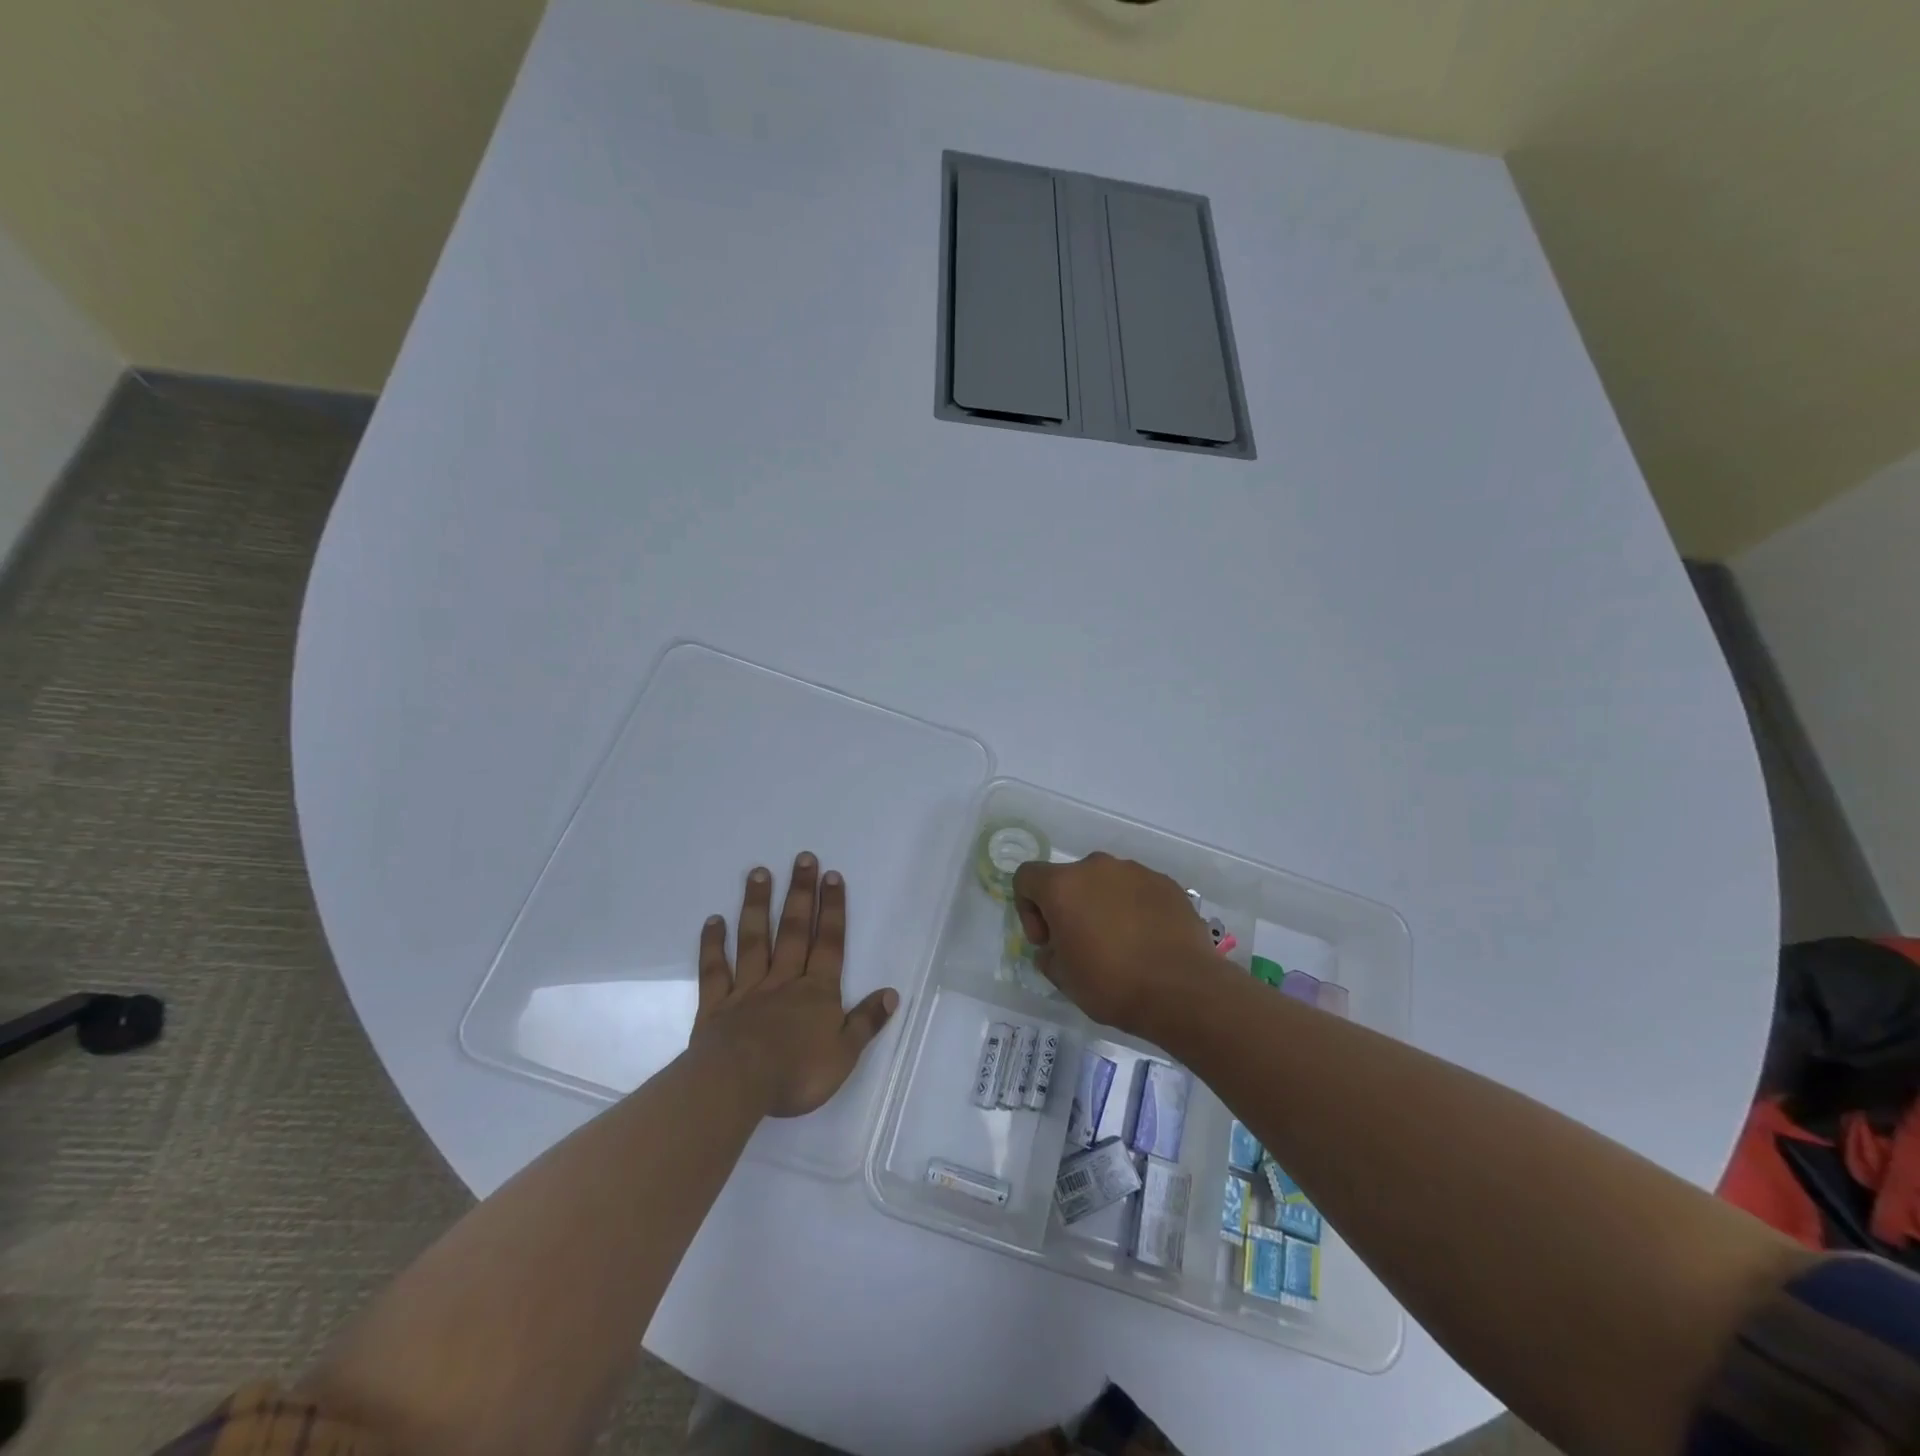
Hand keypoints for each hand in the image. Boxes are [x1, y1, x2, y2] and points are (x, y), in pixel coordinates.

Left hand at [689, 852, 897, 1117]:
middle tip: (802, 858)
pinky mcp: (716, 1005)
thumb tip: (891, 993)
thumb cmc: (796, 1073)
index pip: (828, 943)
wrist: (737, 1085)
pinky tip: (713, 920)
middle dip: (800, 893)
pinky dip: (713, 945)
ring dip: (757, 905)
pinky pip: (715, 970)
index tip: (832, 876)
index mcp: (817, 992)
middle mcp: (784, 981)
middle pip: (793, 930)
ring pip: (754, 940)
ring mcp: (747, 990)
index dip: (832, 909)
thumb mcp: (844, 1054)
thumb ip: (866, 1022)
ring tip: (758, 872)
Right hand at [1012, 852, 1222, 1037]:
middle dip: (1068, 907)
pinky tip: (1147, 941)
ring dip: (1102, 906)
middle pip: (1069, 879)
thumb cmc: (1112, 984)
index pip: (1026, 877)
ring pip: (1105, 883)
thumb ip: (1049, 954)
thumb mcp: (1063, 979)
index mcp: (1063, 885)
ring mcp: (1135, 871)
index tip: (1047, 941)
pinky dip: (1134, 909)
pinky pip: (1137, 890)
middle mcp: (1096, 867)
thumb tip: (1056, 947)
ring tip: (1120, 944)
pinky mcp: (1166, 883)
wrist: (1183, 989)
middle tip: (1081, 945)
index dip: (1028, 909)